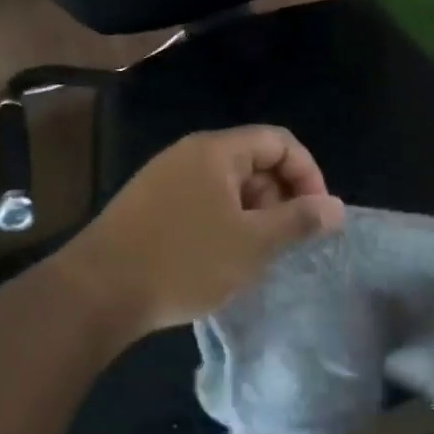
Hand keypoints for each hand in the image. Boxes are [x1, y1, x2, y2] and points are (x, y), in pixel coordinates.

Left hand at [57, 126, 344, 343]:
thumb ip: (299, 221)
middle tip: (282, 242)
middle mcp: (190, 154)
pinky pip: (202, 202)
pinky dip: (224, 223)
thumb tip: (337, 207)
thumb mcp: (252, 244)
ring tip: (253, 256)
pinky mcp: (148, 205)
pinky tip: (219, 259)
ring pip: (228, 185)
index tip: (316, 216)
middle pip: (254, 161)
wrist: (96, 293)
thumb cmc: (183, 261)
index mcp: (217, 151)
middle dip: (279, 197)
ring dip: (253, 215)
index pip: (279, 141)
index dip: (308, 174)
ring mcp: (165, 178)